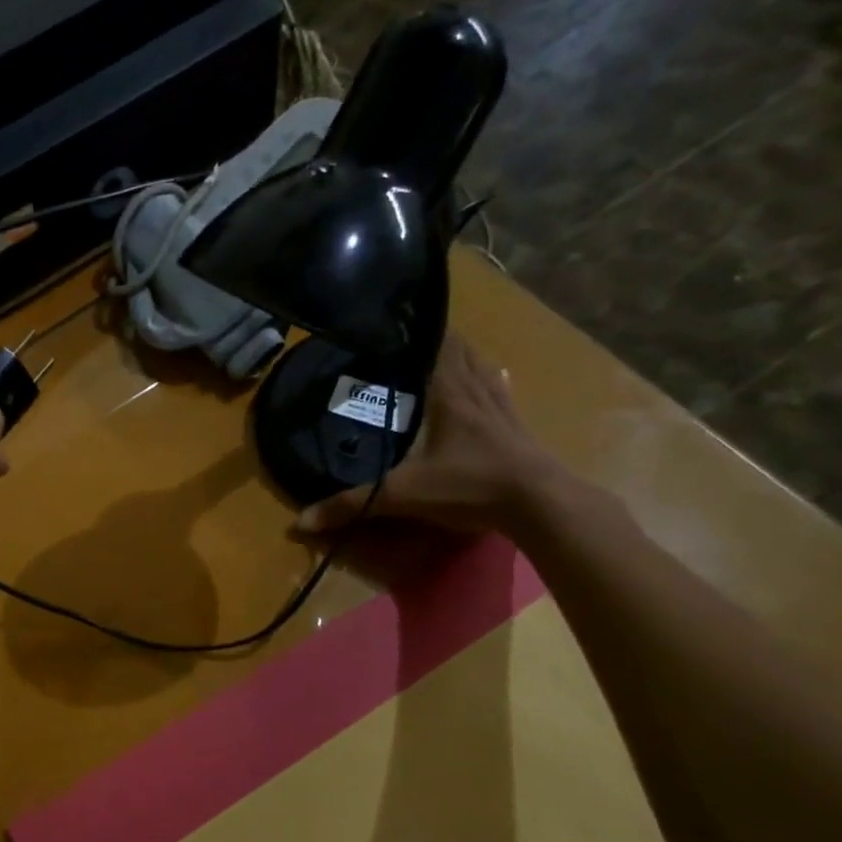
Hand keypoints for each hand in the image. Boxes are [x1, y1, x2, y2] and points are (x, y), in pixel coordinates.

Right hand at [295, 333, 563, 535]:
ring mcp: (501, 406)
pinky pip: (502, 390)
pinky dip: (491, 379)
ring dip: (463, 354)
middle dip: (435, 339)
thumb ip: (353, 504)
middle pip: (458, 349)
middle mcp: (475, 390)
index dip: (415, 330)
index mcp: (448, 393)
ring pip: (481, 365)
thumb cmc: (469, 486)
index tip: (393, 320)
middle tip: (407, 336)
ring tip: (443, 348)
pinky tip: (494, 375)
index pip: (433, 346)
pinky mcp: (517, 426)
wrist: (540, 504)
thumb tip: (301, 521)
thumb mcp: (404, 495)